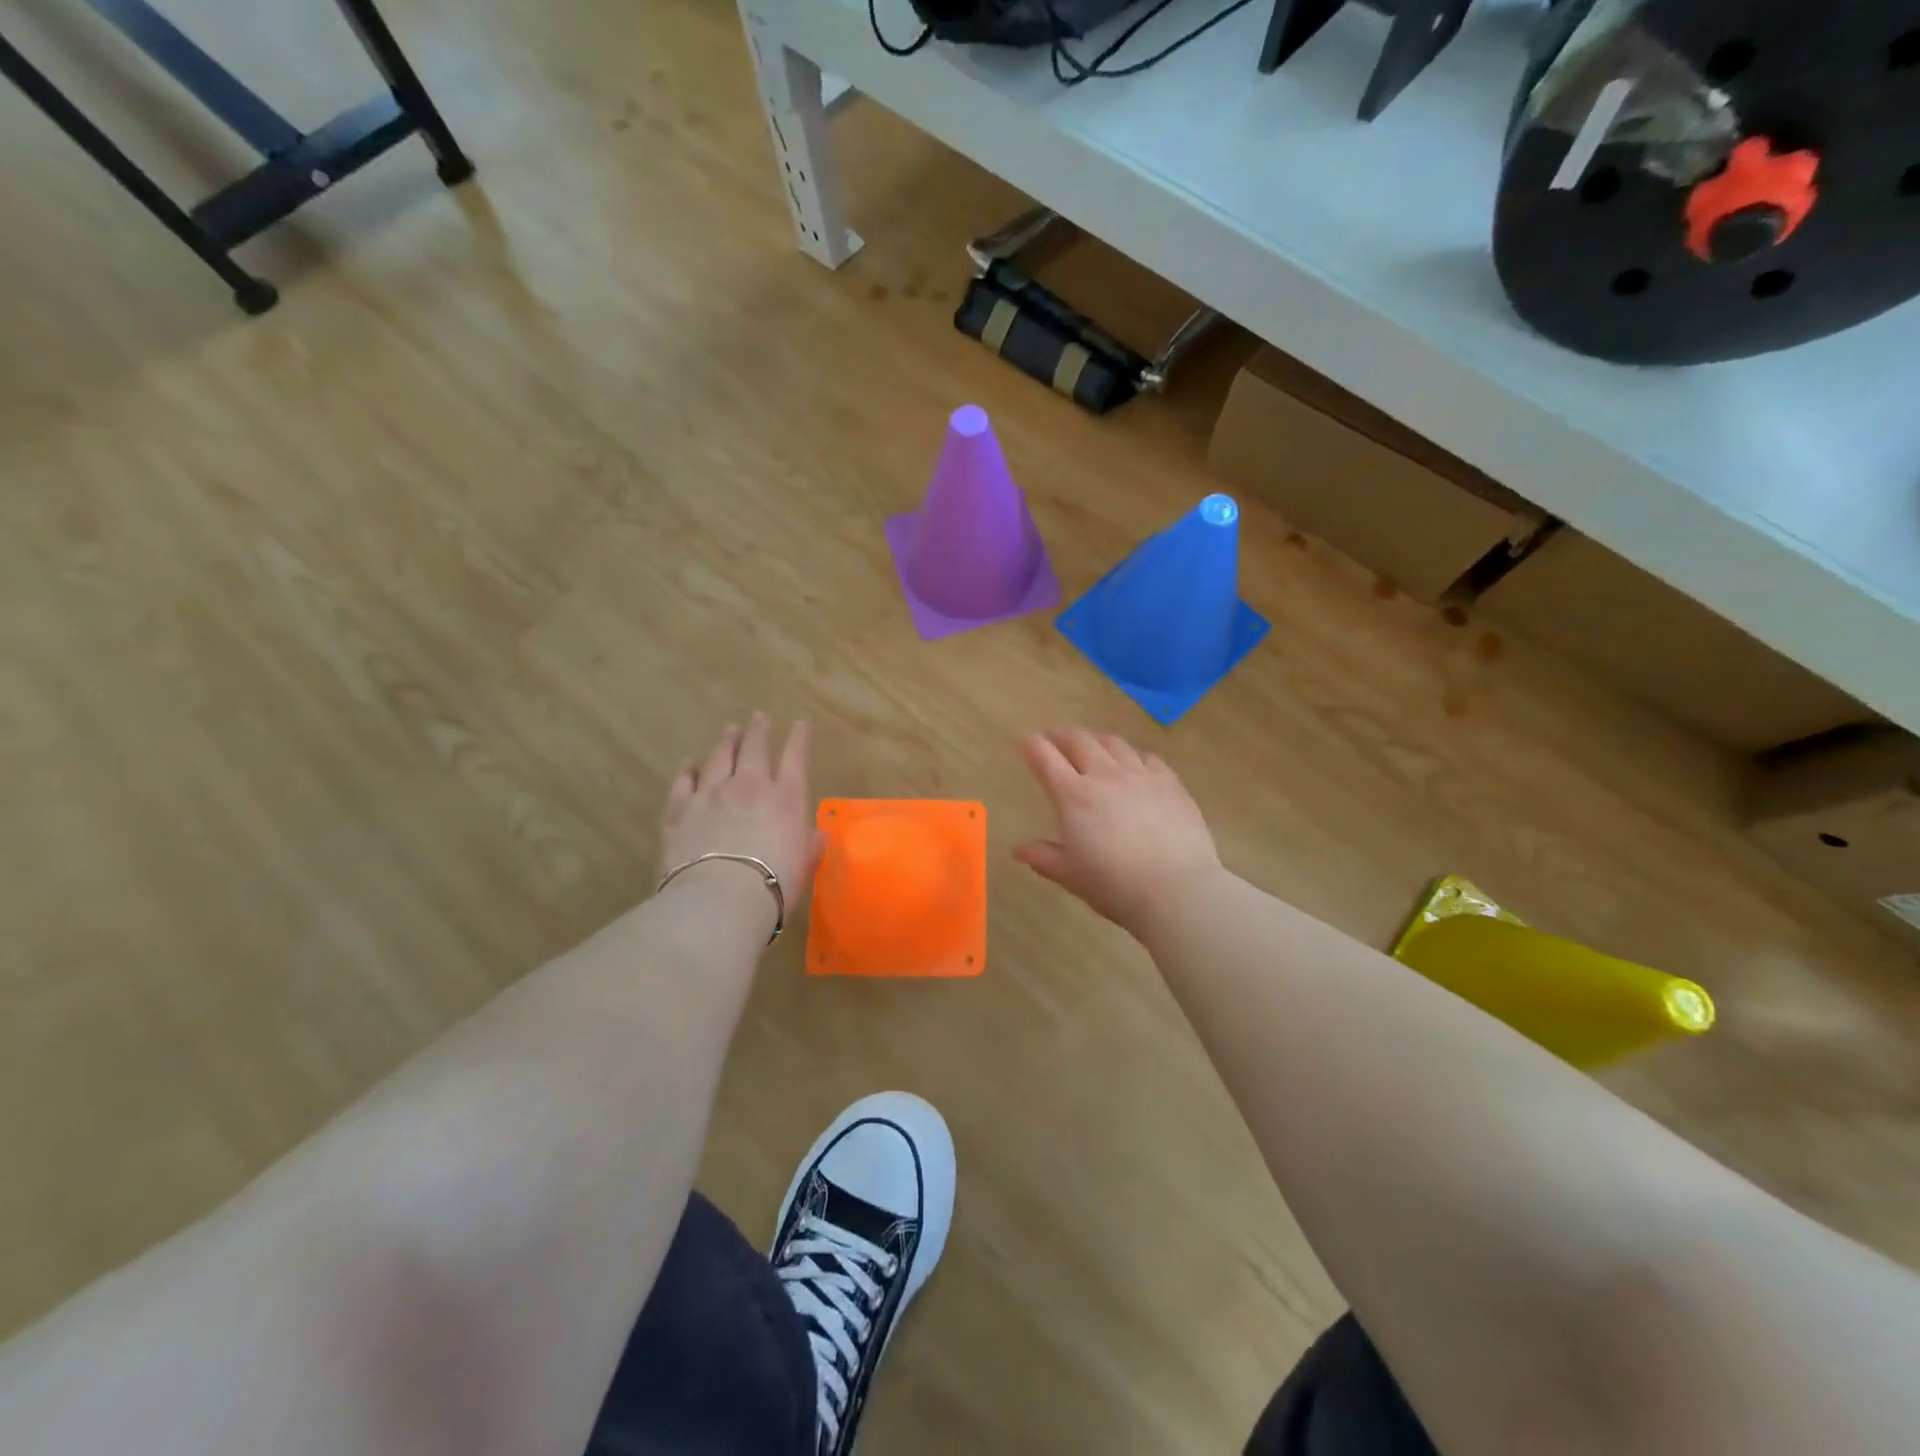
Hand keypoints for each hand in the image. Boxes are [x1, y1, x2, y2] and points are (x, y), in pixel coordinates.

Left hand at [661, 714, 820, 933]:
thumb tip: (818, 835)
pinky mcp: (679, 809)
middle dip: (759, 730)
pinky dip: (687, 770)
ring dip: (726, 741)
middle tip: (759, 717)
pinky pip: (683, 782)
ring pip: (719, 757)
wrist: (719, 899)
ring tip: (729, 730)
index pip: (795, 758)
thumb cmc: (773, 886)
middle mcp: (750, 787)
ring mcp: (711, 794)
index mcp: (787, 799)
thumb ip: (809, 846)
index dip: (799, 739)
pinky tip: (689, 764)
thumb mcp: (803, 867)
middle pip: (755, 748)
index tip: (800, 724)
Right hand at [1014, 728, 1223, 937]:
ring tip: (1092, 746)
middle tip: (1055, 740)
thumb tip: (1019, 850)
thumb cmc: (1116, 886)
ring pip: (1113, 743)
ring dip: (1096, 740)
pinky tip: (1133, 764)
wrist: (1178, 890)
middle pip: (1079, 740)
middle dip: (1062, 736)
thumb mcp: (1071, 876)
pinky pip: (1146, 757)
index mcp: (1074, 796)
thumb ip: (1044, 857)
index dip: (1033, 746)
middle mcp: (1105, 775)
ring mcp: (1141, 775)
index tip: (1027, 743)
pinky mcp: (1170, 782)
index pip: (1046, 757)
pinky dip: (1131, 755)